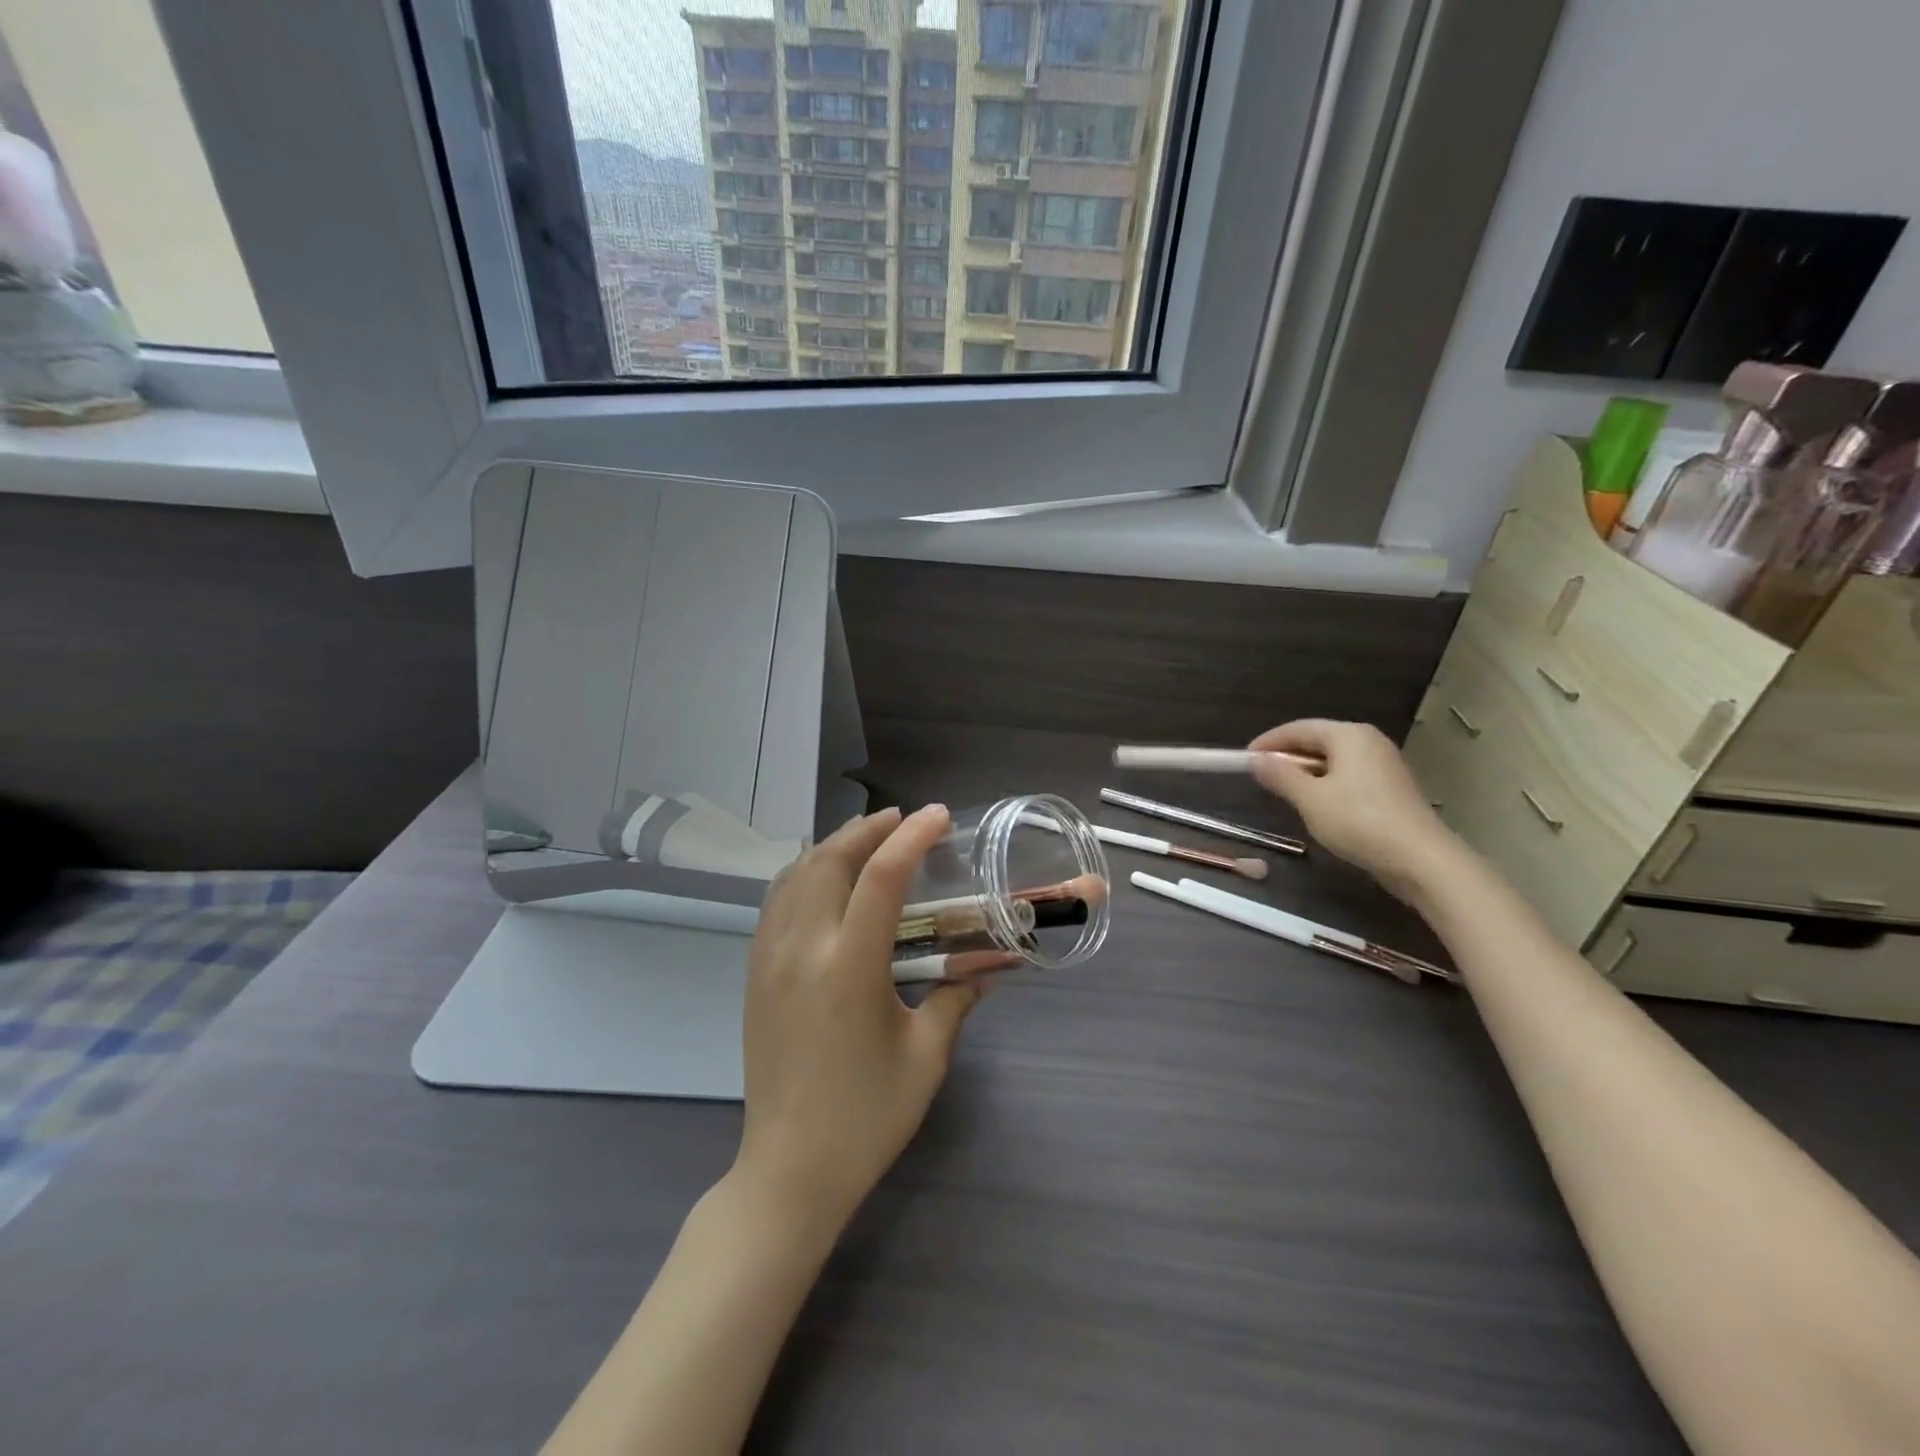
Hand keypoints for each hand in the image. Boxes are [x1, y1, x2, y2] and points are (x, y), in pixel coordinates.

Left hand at [735, 804, 984, 1231]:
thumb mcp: (926, 1056)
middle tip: (902, 820)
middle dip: (868, 829)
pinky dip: (803, 872)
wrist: (790, 1168)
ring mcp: (769, 958)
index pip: (882, 877)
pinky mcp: (754, 972)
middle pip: (829, 859)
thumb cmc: (867, 1117)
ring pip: (795, 873)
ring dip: (833, 845)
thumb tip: (989, 964)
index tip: (938, 816)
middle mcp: (802, 949)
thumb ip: (957, 997)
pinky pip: (776, 900)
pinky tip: (825, 878)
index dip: (912, 836)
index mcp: (849, 967)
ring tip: (867, 838)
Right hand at [1249, 720, 1459, 904]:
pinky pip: (1349, 776)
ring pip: (1334, 760)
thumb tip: (1256, 760)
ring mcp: (1384, 765)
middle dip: (1288, 756)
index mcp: (1349, 735)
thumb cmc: (1358, 821)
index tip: (1245, 758)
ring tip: (1284, 790)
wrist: (1420, 859)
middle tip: (1262, 774)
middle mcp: (1369, 742)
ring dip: (1306, 772)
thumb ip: (1281, 776)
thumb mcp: (1310, 799)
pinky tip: (1316, 804)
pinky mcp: (1392, 788)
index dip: (1269, 742)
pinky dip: (1327, 784)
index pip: (1300, 728)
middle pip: (1319, 740)